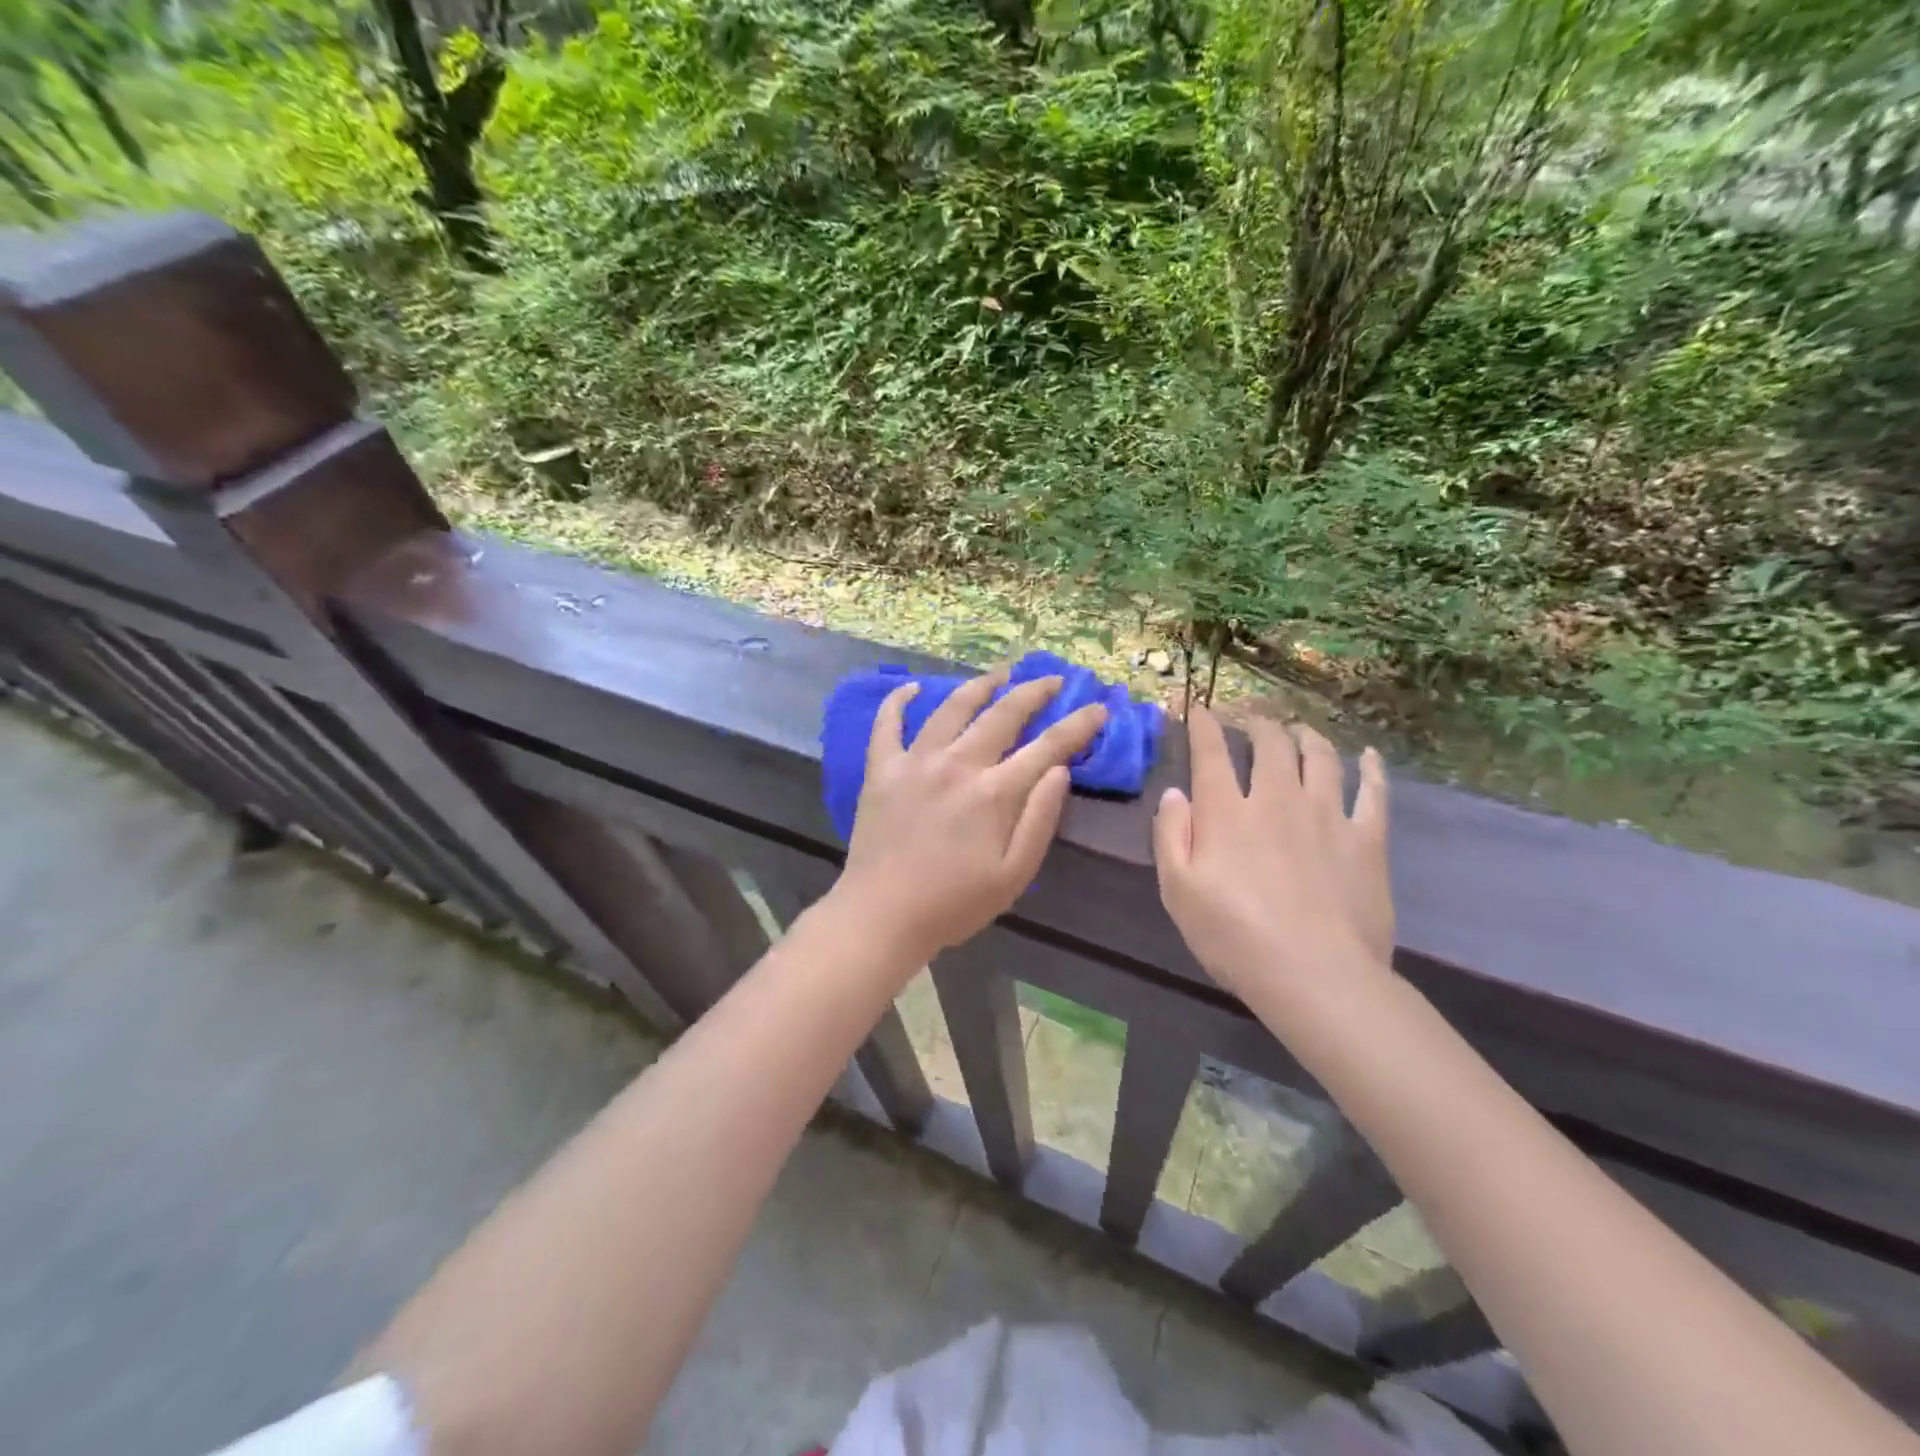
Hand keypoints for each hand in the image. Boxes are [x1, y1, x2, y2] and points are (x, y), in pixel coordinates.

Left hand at [831, 667, 1107, 969]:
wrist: (881, 916)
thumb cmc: (953, 904)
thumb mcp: (1013, 875)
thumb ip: (1040, 819)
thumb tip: (1059, 770)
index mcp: (993, 793)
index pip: (1047, 747)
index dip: (1078, 725)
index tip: (1099, 707)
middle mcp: (956, 764)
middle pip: (1002, 714)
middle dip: (1034, 692)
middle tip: (1053, 680)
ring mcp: (915, 762)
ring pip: (951, 708)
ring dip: (979, 685)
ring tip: (1000, 672)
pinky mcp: (881, 769)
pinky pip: (887, 724)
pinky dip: (897, 701)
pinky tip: (910, 687)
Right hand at [1152, 708, 1393, 1006]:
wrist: (1315, 976)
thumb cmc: (1234, 937)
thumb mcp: (1178, 891)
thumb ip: (1170, 835)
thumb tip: (1174, 793)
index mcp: (1227, 812)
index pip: (1210, 753)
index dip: (1203, 725)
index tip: (1199, 709)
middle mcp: (1277, 799)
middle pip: (1270, 744)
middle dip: (1258, 723)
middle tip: (1252, 718)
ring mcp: (1327, 815)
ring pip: (1320, 757)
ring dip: (1307, 735)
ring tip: (1300, 729)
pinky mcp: (1366, 839)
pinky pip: (1373, 792)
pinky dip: (1371, 769)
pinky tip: (1370, 757)